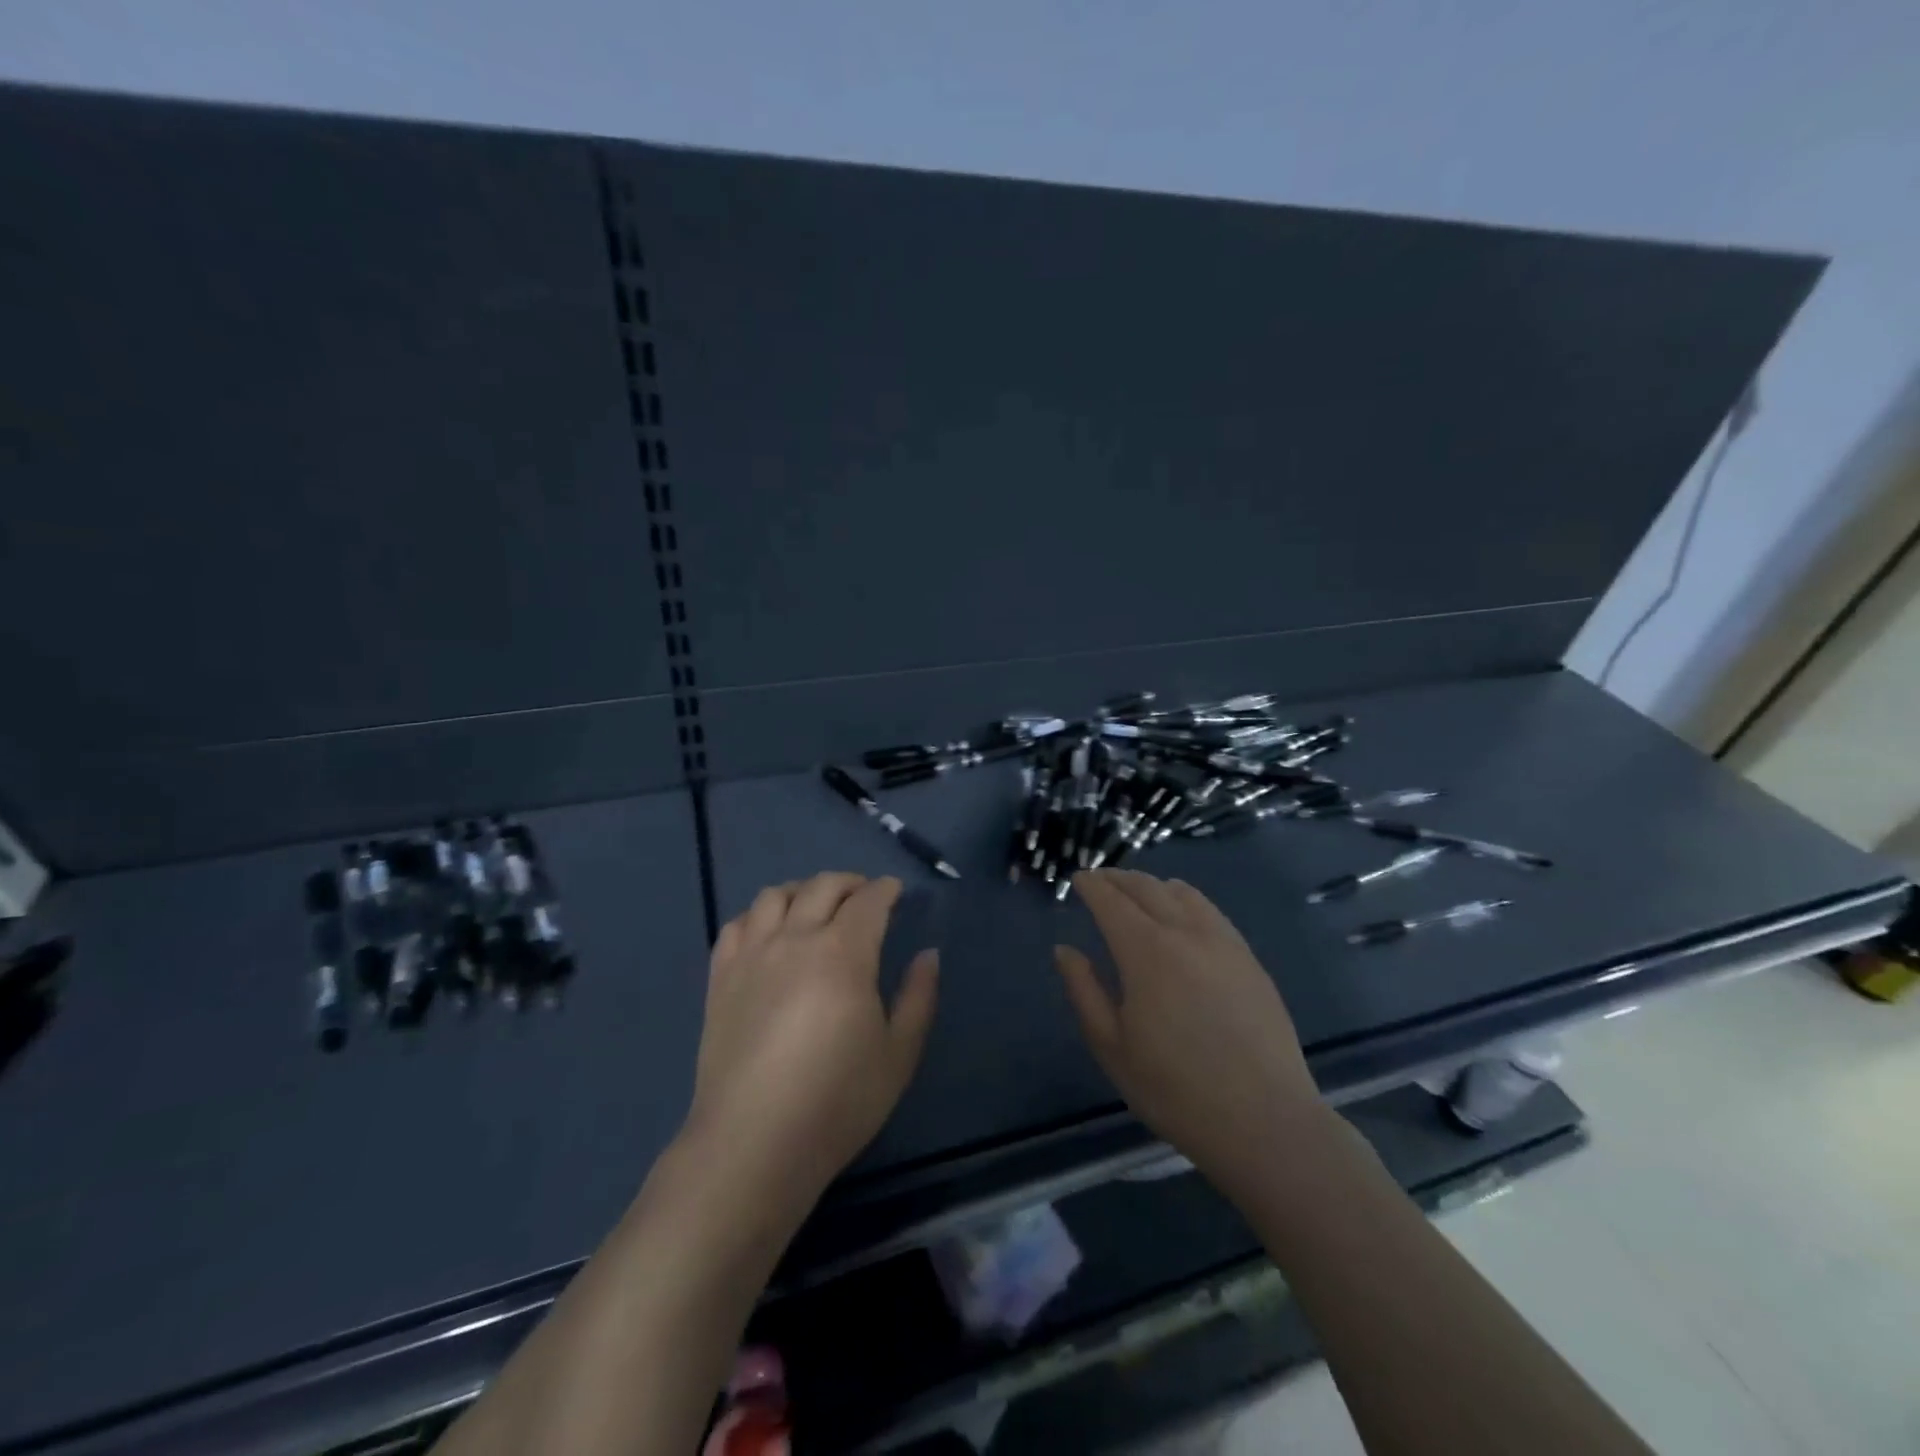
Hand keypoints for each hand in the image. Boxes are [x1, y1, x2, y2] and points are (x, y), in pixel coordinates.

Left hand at [688, 873, 938, 1206]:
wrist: (754, 1142)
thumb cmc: (837, 1101)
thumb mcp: (898, 1054)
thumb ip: (918, 997)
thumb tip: (928, 954)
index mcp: (843, 953)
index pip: (868, 901)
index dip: (885, 889)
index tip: (896, 892)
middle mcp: (795, 939)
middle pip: (822, 887)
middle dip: (849, 883)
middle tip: (864, 897)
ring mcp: (752, 955)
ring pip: (775, 896)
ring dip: (802, 890)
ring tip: (815, 907)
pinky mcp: (720, 978)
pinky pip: (737, 925)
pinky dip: (759, 915)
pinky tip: (769, 933)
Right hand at [1055, 869, 1328, 1199]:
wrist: (1263, 1120)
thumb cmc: (1174, 1089)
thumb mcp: (1112, 1046)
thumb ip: (1084, 990)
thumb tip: (1065, 950)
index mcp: (1145, 951)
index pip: (1111, 902)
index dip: (1092, 886)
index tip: (1078, 878)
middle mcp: (1184, 933)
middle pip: (1147, 888)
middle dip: (1119, 878)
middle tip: (1101, 879)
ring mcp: (1223, 942)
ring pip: (1183, 893)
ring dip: (1153, 884)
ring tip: (1139, 889)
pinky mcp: (1249, 959)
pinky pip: (1211, 911)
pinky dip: (1187, 898)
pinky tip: (1184, 910)